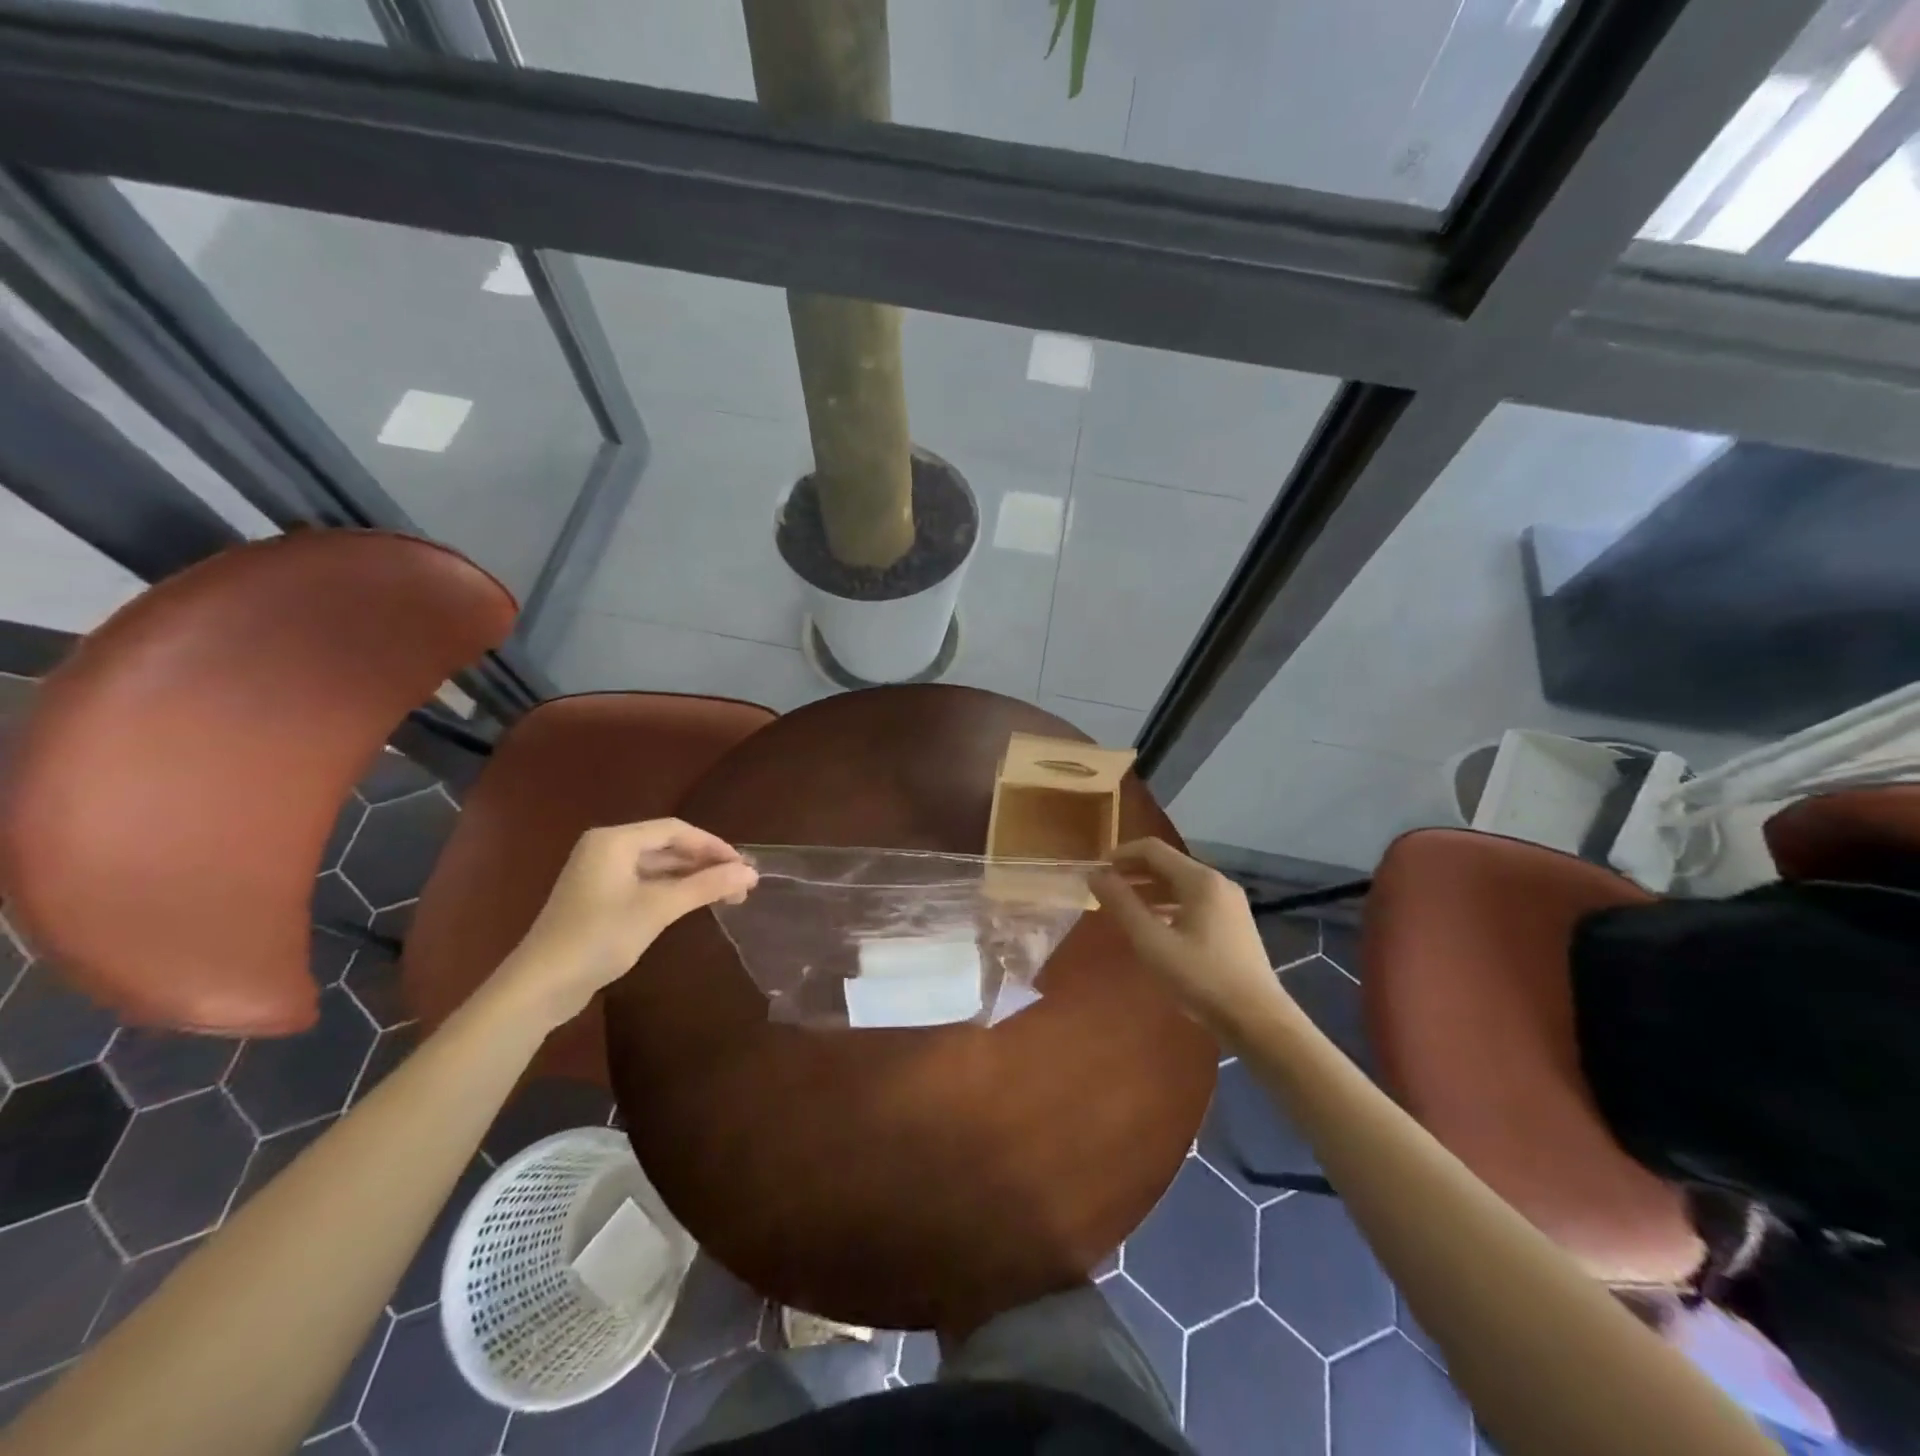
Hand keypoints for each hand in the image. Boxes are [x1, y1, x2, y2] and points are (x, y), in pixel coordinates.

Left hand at [496, 819, 757, 1027]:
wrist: (541, 985)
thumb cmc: (600, 937)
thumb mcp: (658, 908)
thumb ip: (706, 886)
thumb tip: (751, 872)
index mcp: (615, 840)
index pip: (676, 830)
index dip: (713, 845)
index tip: (743, 866)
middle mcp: (606, 848)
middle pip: (667, 846)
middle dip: (705, 863)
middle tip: (740, 884)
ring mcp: (601, 874)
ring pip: (658, 866)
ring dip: (692, 879)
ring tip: (726, 896)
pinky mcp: (599, 898)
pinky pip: (645, 883)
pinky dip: (673, 891)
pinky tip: (694, 904)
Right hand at [1091, 838, 1285, 1035]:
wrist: (1258, 1020)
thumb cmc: (1201, 977)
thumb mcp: (1152, 942)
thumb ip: (1122, 905)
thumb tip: (1095, 875)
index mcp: (1200, 880)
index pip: (1152, 849)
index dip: (1121, 854)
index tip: (1096, 870)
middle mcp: (1217, 883)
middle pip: (1167, 864)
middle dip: (1133, 871)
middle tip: (1104, 888)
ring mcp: (1229, 903)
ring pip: (1180, 884)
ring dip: (1149, 889)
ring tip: (1123, 906)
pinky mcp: (1233, 923)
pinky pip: (1193, 901)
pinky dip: (1168, 904)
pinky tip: (1154, 925)